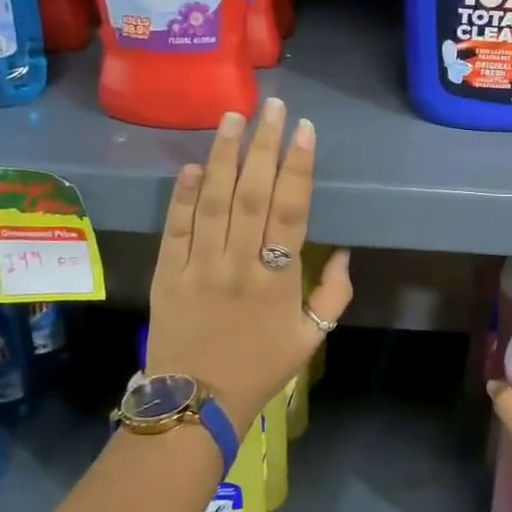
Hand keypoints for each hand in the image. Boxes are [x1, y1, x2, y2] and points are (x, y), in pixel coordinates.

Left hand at [147, 99, 352, 429]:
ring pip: (212, 201)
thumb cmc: (260, 370)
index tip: (304, 130)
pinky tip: (191, 165)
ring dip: (222, 156)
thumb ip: (334, 295)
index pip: (291, 210)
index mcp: (278, 278)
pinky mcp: (167, 274)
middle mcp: (239, 263)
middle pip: (252, 194)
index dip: (298, 167)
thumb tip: (345, 251)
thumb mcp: (312, 339)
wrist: (195, 405)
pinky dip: (182, 195)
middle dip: (263, 145)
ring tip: (232, 118)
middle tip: (271, 106)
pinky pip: (175, 228)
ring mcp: (199, 266)